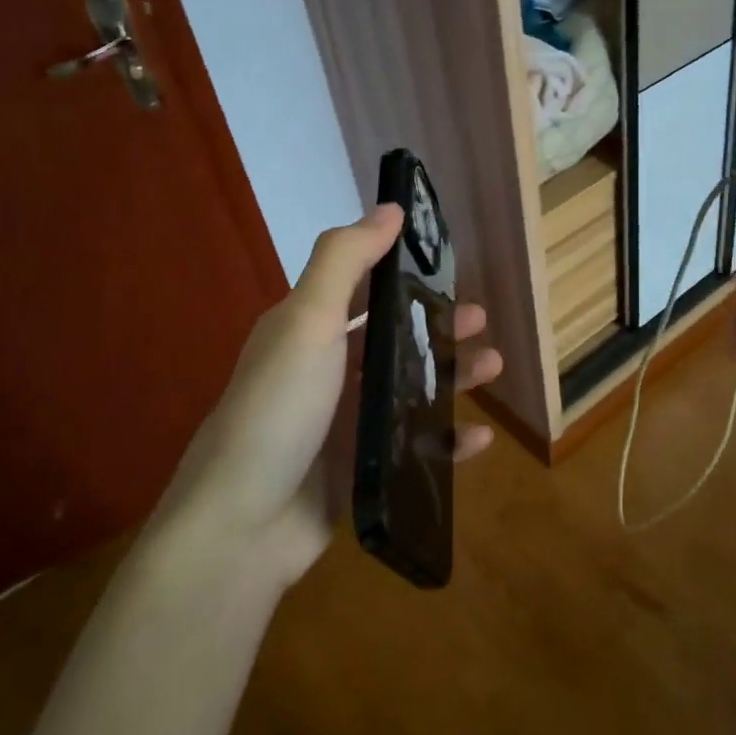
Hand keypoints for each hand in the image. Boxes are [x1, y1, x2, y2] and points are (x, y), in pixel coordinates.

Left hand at [159, 203, 502, 587]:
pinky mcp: (361, 471)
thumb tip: (391, 207)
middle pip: (392, 338)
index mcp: (307, 331)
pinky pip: (415, 448)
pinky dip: (447, 440)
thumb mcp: (306, 321)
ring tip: (493, 367)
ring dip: (451, 377)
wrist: (242, 527)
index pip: (360, 287)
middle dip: (436, 325)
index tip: (447, 261)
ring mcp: (344, 425)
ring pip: (409, 390)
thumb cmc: (278, 410)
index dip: (401, 269)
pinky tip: (480, 437)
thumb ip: (345, 260)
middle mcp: (325, 372)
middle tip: (479, 321)